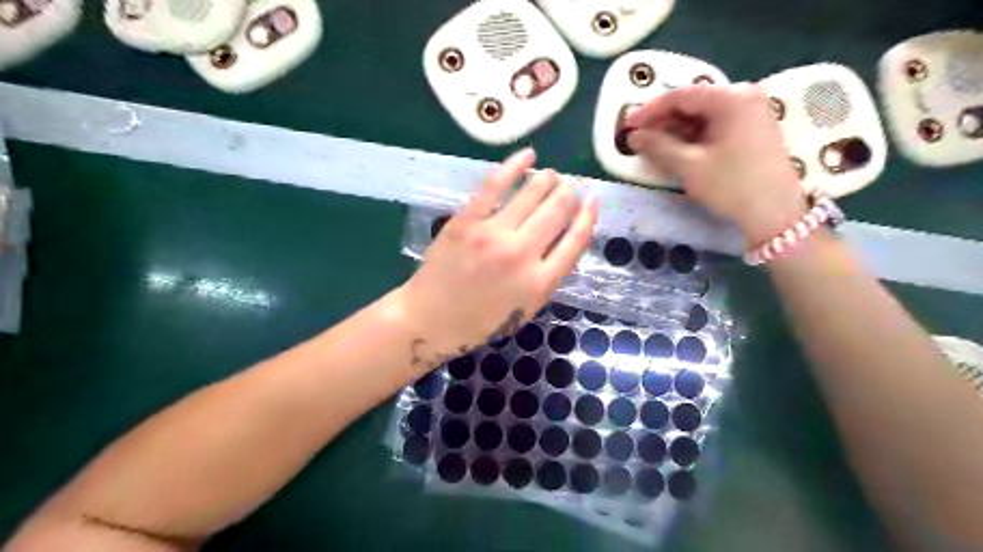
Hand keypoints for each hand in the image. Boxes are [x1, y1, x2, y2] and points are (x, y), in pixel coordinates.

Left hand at [395, 149, 594, 369]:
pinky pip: (496, 186)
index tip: (593, 198)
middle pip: (556, 212)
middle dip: (568, 192)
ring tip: (552, 174)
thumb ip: (547, 276)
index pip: (576, 239)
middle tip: (570, 184)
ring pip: (531, 194)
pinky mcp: (467, 221)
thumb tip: (562, 238)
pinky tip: (528, 155)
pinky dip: (514, 166)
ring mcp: (493, 235)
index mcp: (540, 282)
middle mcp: (522, 255)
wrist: (430, 320)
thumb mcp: (524, 309)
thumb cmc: (479, 322)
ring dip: (547, 179)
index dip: (589, 215)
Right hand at [625, 84, 810, 242]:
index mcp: (730, 98)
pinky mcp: (754, 129)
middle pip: (693, 102)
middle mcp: (744, 96)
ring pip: (704, 114)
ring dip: (677, 129)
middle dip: (663, 120)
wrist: (775, 214)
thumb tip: (633, 137)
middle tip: (639, 138)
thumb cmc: (732, 185)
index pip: (680, 95)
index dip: (649, 111)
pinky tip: (679, 150)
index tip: (627, 127)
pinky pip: (716, 124)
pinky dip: (694, 135)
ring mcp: (752, 112)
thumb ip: (657, 147)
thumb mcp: (689, 166)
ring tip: (654, 146)